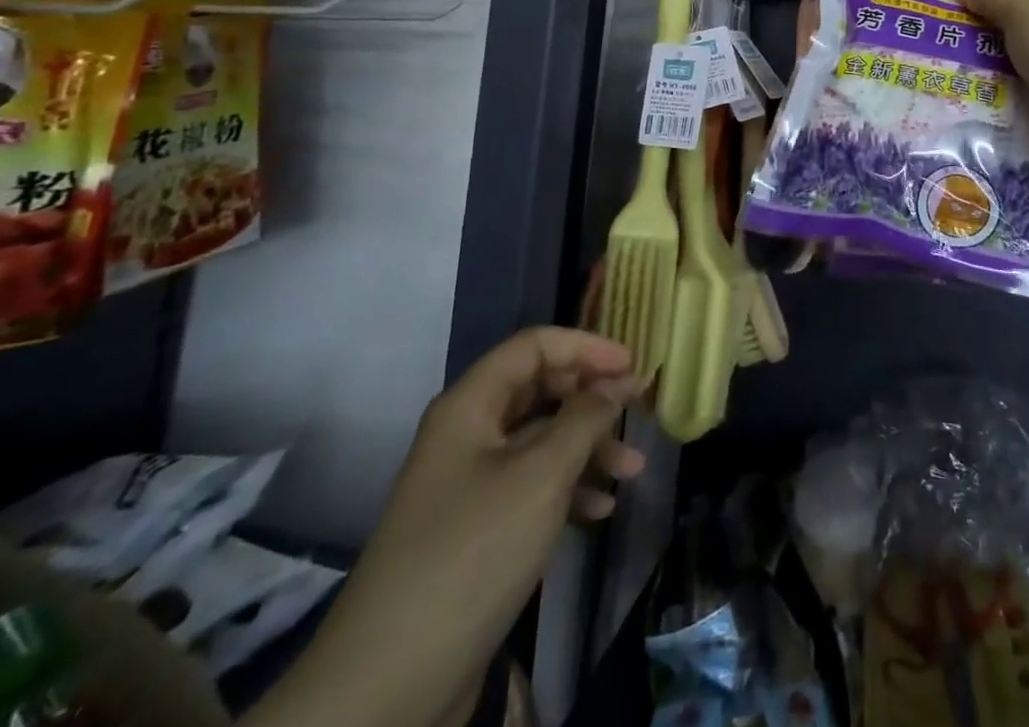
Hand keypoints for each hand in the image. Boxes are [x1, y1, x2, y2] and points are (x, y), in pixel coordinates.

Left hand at [251, 329, 644, 726]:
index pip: (534, 346)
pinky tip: (600, 510)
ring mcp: (469, 484)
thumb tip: (618, 382)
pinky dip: (569, 490)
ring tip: (632, 471)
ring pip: (541, 441)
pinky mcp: (476, 530)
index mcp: (470, 406)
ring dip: (589, 448)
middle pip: (540, 390)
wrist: (391, 682)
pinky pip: (531, 487)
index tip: (632, 364)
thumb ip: (586, 418)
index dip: (585, 347)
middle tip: (637, 411)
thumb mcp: (541, 476)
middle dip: (592, 399)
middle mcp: (467, 434)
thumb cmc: (473, 552)